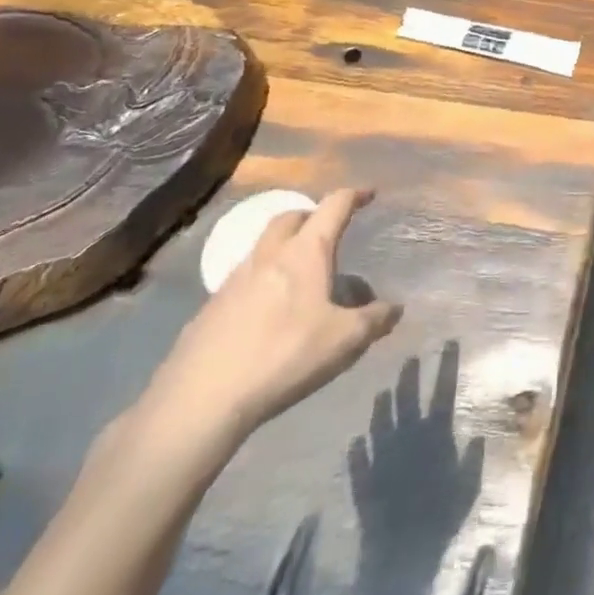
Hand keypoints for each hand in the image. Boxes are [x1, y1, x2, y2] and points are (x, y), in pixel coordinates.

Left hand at [142, 188, 401, 446]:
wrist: (199, 401)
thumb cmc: (284, 357)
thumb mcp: (345, 341)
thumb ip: (374, 320)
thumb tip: (393, 309)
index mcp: (305, 253)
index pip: (333, 207)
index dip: (354, 195)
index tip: (369, 193)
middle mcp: (268, 257)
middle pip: (290, 218)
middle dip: (312, 216)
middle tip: (328, 231)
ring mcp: (232, 282)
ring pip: (262, 248)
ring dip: (283, 248)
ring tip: (300, 275)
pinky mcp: (208, 311)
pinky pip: (242, 281)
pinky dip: (261, 281)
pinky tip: (267, 314)